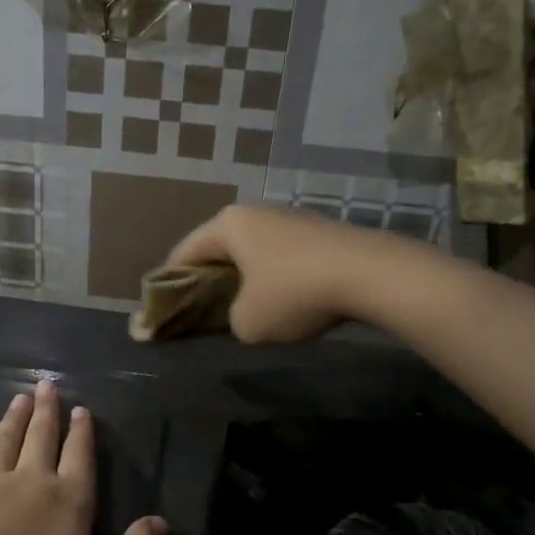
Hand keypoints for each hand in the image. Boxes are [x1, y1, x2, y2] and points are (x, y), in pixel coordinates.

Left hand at [0, 379, 167, 534]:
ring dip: (11, 421)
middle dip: (46, 412)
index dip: (82, 433)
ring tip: (17, 399)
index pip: (79, 457)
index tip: (80, 408)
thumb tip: (161, 522)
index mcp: (67, 500)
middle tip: (46, 386)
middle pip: (41, 439)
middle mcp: (30, 482)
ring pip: (2, 445)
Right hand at [165, 204, 401, 343]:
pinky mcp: (318, 232)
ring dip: (242, 278)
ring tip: (241, 308)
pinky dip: (271, 276)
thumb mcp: (248, 322)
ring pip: (251, 251)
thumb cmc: (294, 293)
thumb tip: (244, 313)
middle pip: (217, 249)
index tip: (164, 310)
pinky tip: (281, 299)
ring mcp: (289, 219)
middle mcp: (255, 213)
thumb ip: (230, 318)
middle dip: (207, 280)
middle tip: (200, 310)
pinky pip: (279, 256)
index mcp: (227, 225)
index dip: (169, 284)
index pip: (183, 253)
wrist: (371, 274)